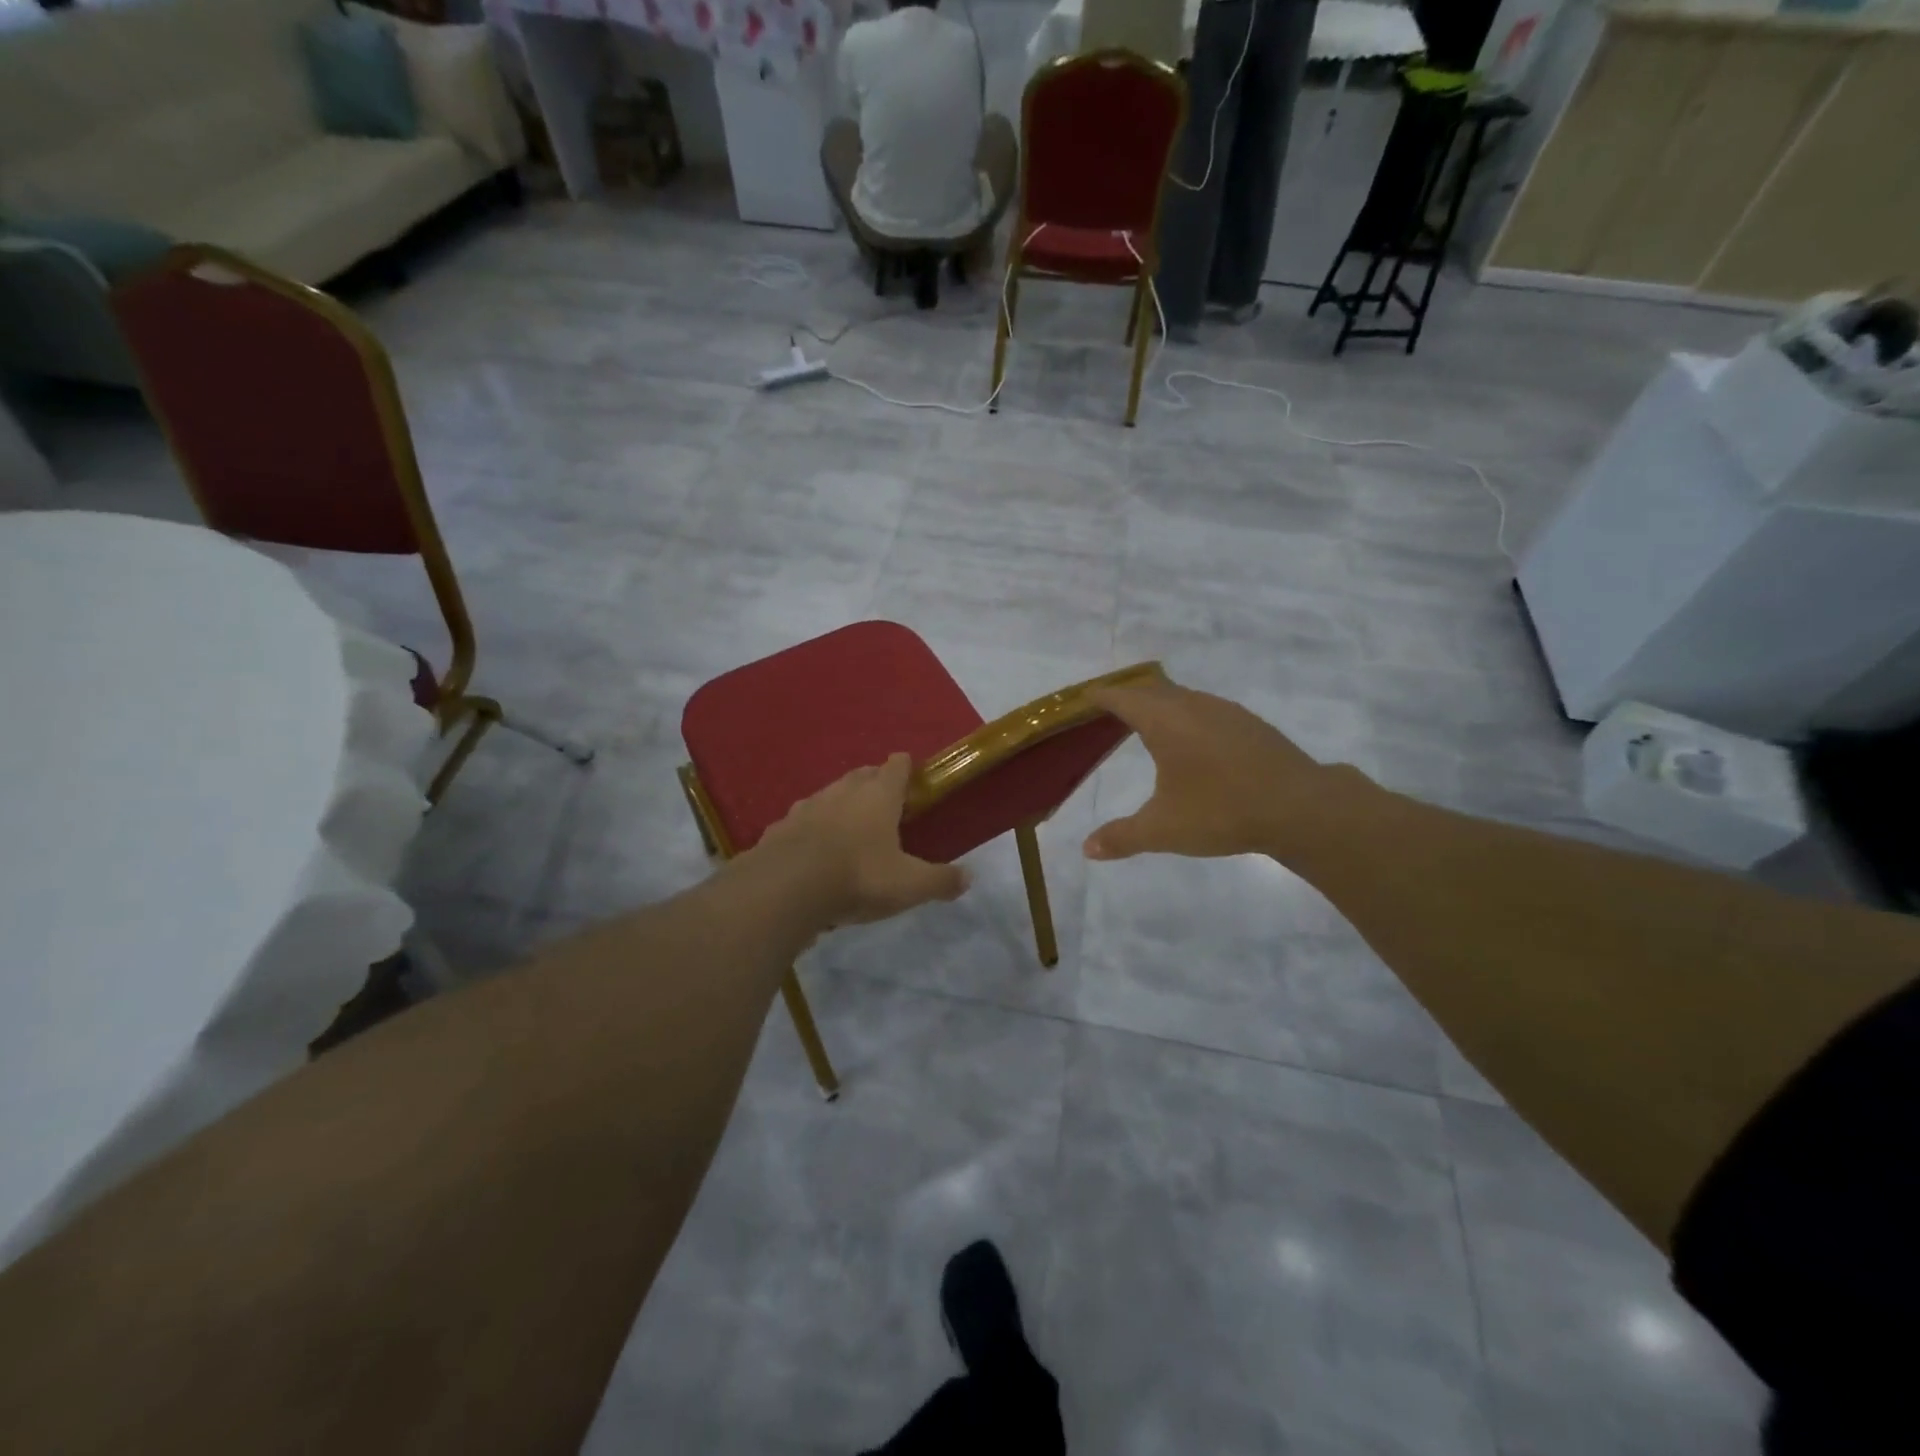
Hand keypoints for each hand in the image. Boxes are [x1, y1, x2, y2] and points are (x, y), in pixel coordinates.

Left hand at [747, 753, 969, 925]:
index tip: (910, 772)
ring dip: (840, 804)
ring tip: (848, 825)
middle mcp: (842, 792)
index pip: (896, 767)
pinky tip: (812, 849)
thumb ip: (940, 880)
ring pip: (828, 795)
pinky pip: (800, 822)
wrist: (785, 888)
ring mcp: (806, 807)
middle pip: (861, 775)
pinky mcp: (779, 829)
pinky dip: (810, 829)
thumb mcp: (909, 885)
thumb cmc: (858, 877)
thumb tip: (968, 878)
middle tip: (883, 800)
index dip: (905, 767)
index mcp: (878, 796)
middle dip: (873, 781)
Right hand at [1083, 677, 1339, 862]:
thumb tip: (1087, 848)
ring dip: (1160, 703)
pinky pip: (1206, 708)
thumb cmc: (1221, 811)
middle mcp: (1193, 706)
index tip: (1085, 697)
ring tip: (1147, 721)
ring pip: (1182, 697)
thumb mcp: (1163, 829)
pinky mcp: (1249, 724)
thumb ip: (1122, 836)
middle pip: (1152, 690)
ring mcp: (1225, 711)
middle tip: (1109, 709)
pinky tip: (1193, 739)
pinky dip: (1187, 715)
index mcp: (1165, 721)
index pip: (1123, 698)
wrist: (1300, 807)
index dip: (1101, 696)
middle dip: (1128, 696)